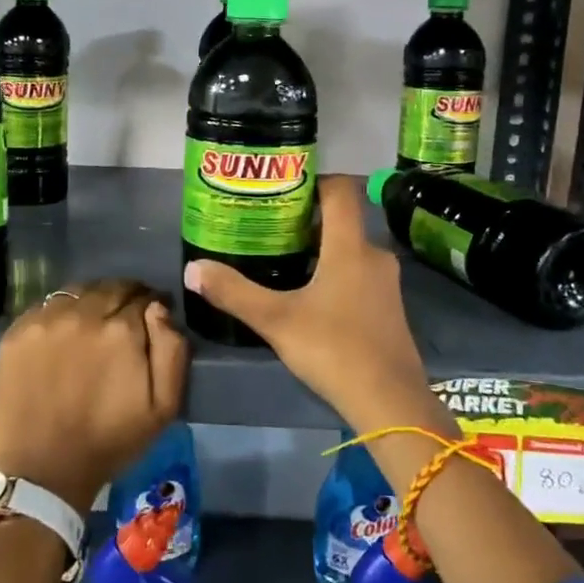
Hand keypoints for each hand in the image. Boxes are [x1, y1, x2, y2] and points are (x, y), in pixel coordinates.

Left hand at [0, 279, 189, 514]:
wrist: (43, 471)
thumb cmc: (110, 441)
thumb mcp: (165, 406)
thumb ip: (172, 349)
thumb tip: (159, 308)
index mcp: (121, 329)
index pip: (144, 296)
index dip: (152, 306)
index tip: (152, 319)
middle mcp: (82, 314)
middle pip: (111, 288)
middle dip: (124, 299)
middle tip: (124, 322)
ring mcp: (45, 320)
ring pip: (78, 292)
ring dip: (92, 302)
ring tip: (93, 326)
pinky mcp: (16, 332)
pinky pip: (47, 306)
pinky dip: (61, 314)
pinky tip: (63, 336)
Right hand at [183, 176, 455, 437]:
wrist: (390, 402)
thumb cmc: (334, 350)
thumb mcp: (276, 321)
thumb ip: (234, 292)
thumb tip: (193, 269)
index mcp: (351, 247)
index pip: (340, 190)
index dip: (314, 180)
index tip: (282, 186)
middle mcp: (374, 255)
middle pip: (342, 220)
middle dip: (306, 219)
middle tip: (269, 226)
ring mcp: (385, 282)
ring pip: (350, 248)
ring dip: (320, 248)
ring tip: (282, 259)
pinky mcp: (388, 307)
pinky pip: (359, 273)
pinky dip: (335, 271)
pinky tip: (310, 295)